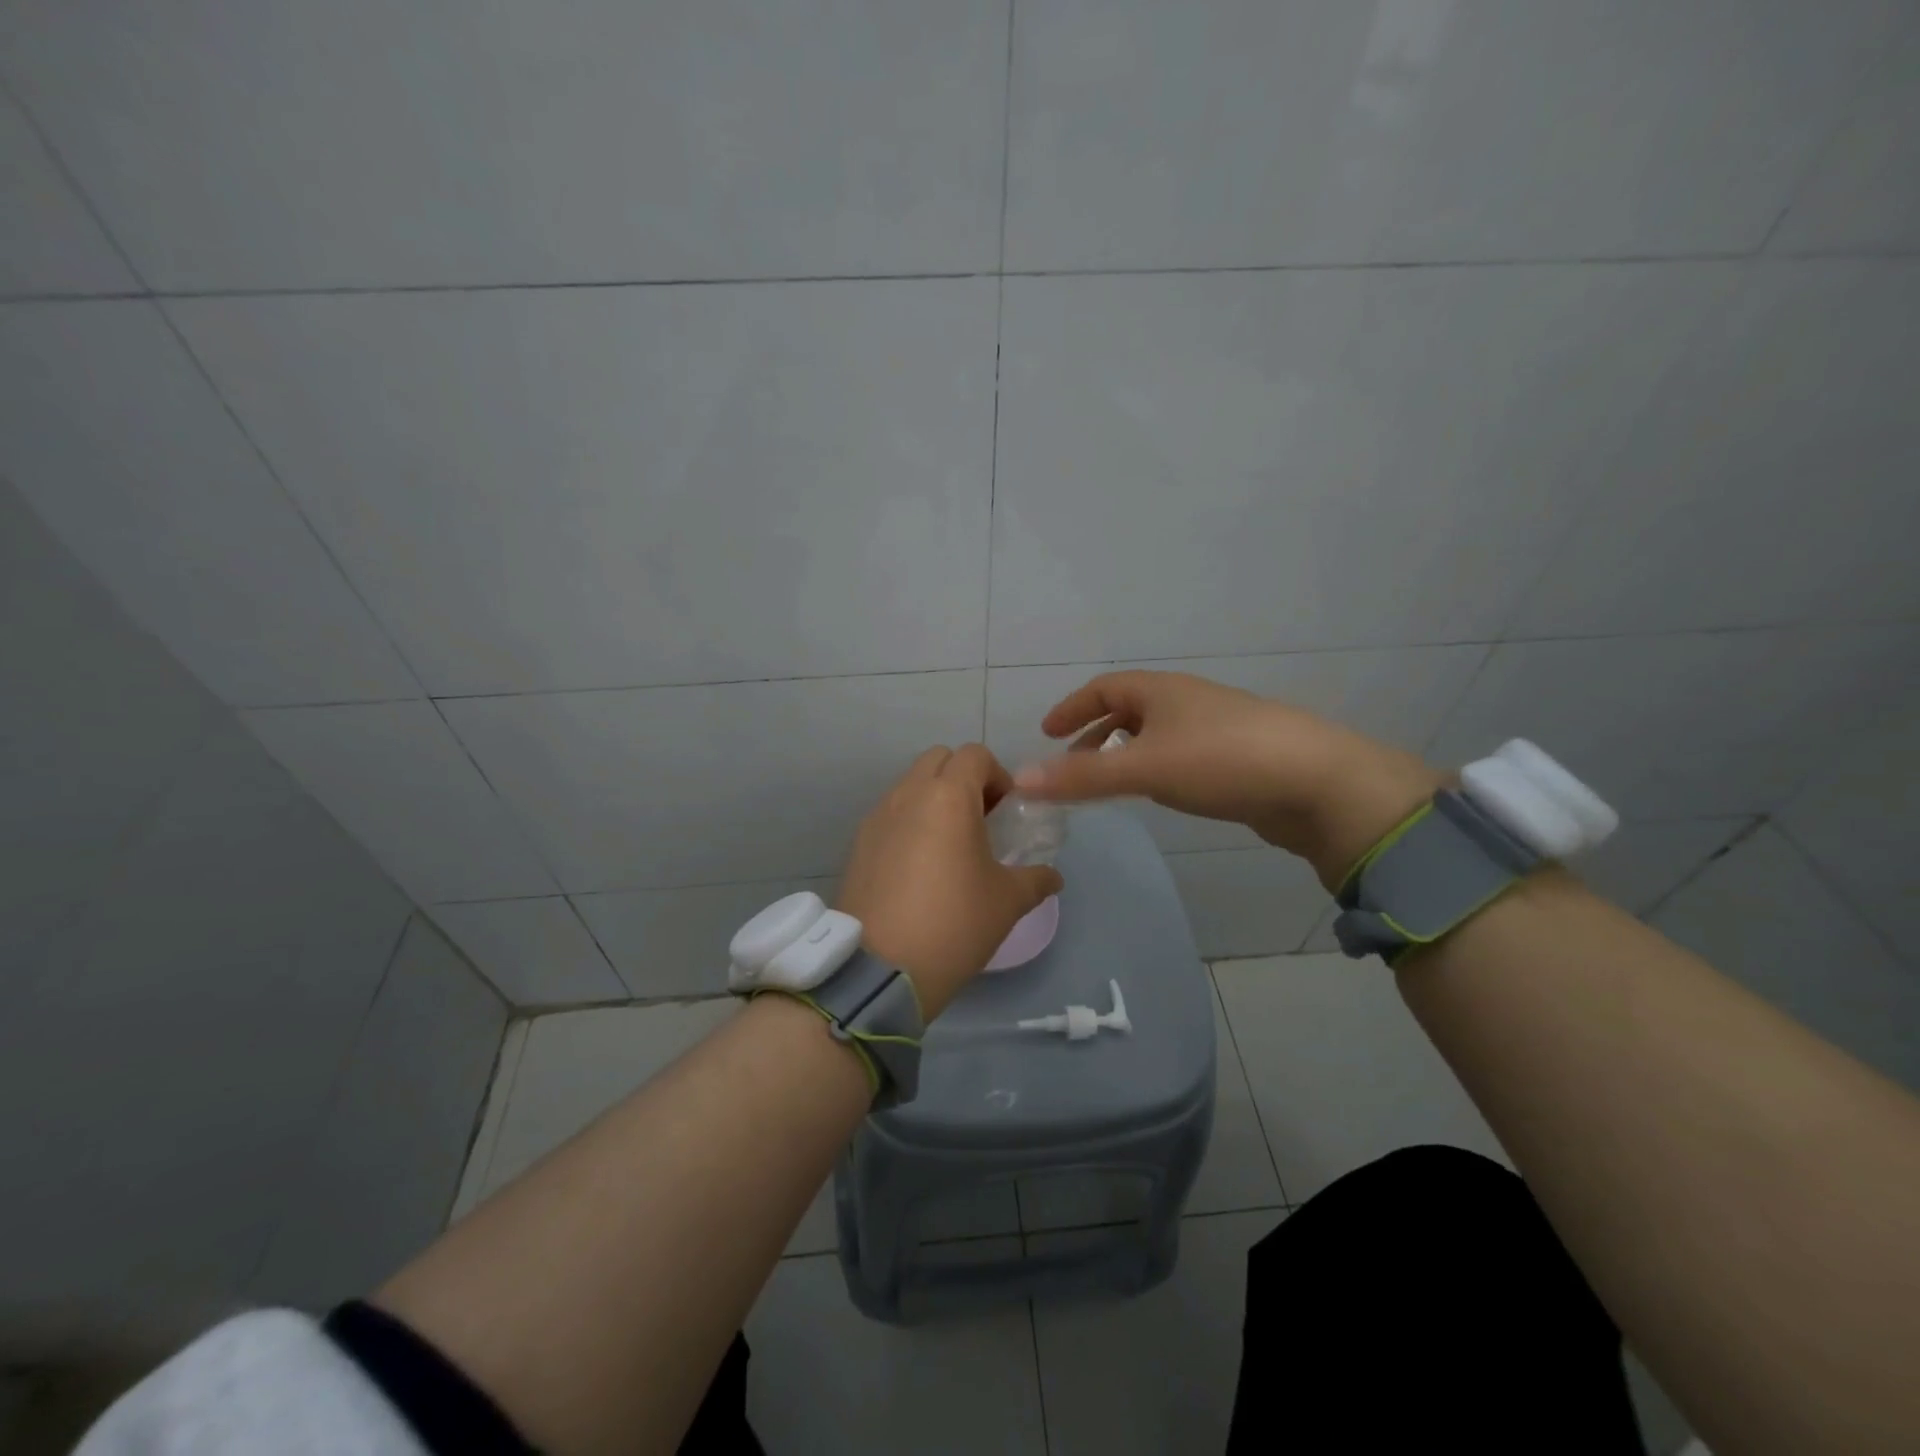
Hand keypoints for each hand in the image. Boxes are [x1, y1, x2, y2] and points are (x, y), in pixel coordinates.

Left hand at [838, 745, 1062, 1019]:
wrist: (881, 966)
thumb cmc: (954, 923)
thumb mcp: (1008, 902)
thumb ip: (1035, 879)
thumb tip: (1053, 876)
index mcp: (949, 796)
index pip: (975, 755)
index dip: (998, 775)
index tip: (1007, 812)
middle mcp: (908, 794)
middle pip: (938, 760)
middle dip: (963, 779)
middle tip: (980, 820)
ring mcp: (877, 817)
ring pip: (910, 785)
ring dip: (934, 799)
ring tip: (949, 846)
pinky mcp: (858, 843)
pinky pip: (890, 814)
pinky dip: (909, 822)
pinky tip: (919, 867)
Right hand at [1013, 671, 1440, 888]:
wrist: (1317, 782)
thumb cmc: (1221, 761)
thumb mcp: (1143, 768)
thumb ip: (1081, 778)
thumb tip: (1021, 779)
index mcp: (1161, 690)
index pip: (1104, 688)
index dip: (1071, 707)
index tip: (1047, 732)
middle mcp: (1186, 701)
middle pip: (1129, 709)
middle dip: (1095, 733)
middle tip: (1071, 764)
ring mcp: (1215, 728)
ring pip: (1156, 734)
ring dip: (1124, 753)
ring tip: (1108, 783)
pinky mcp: (1237, 757)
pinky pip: (1180, 755)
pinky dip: (1155, 768)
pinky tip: (1160, 792)